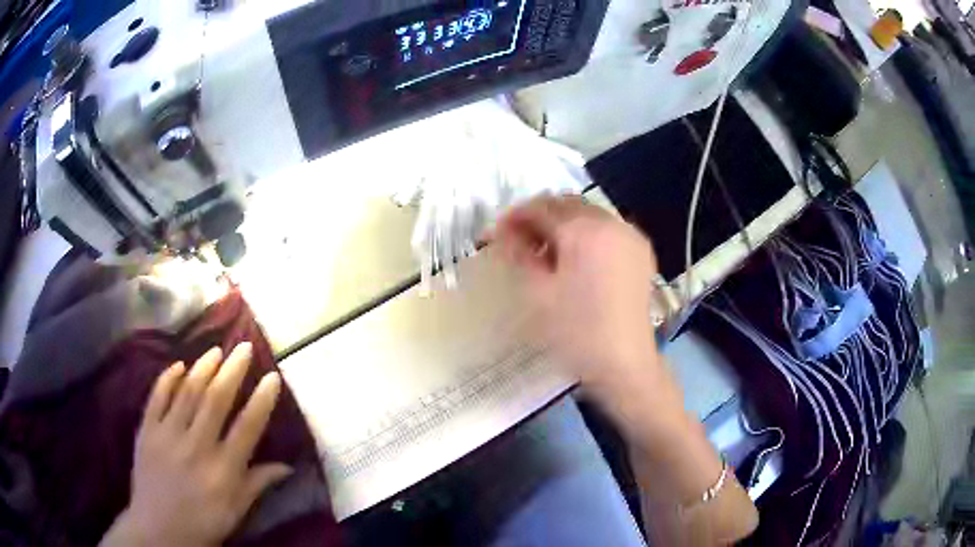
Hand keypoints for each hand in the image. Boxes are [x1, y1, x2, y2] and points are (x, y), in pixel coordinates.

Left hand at [101, 343, 290, 546]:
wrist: (158, 529)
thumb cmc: (203, 523)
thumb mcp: (236, 511)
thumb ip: (257, 484)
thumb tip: (287, 466)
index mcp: (222, 470)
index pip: (247, 427)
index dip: (261, 400)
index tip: (272, 377)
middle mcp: (196, 446)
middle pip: (216, 400)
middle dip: (232, 371)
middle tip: (244, 347)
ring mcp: (168, 435)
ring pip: (187, 392)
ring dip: (203, 368)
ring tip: (216, 350)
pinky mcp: (147, 431)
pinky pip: (157, 397)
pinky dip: (167, 378)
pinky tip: (178, 364)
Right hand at [493, 195, 659, 392]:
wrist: (624, 363)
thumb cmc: (576, 332)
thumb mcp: (537, 293)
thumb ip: (518, 254)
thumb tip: (503, 232)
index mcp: (584, 230)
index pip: (541, 208)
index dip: (514, 217)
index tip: (496, 235)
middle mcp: (611, 222)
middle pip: (566, 205)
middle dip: (539, 217)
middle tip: (518, 242)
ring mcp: (630, 235)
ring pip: (588, 214)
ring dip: (562, 224)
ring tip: (545, 252)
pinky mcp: (640, 251)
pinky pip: (607, 228)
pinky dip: (586, 233)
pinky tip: (576, 258)